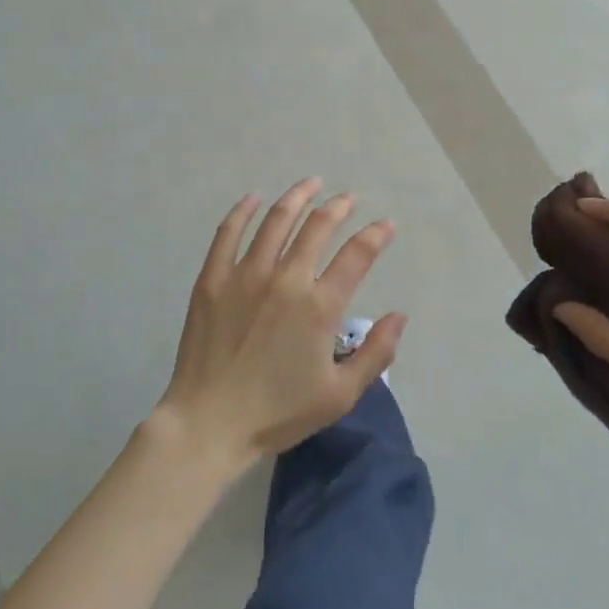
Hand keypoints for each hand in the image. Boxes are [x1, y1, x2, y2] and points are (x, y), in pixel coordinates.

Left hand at [156, 178, 405, 470]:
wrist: (208, 424)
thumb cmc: (278, 413)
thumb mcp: (340, 394)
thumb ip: (376, 352)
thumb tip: (400, 314)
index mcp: (319, 306)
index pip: (357, 255)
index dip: (376, 235)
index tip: (386, 224)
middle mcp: (285, 279)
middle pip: (317, 226)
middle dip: (338, 207)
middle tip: (348, 198)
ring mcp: (245, 275)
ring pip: (275, 220)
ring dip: (297, 197)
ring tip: (311, 184)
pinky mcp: (212, 279)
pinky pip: (228, 233)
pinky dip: (242, 211)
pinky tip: (253, 198)